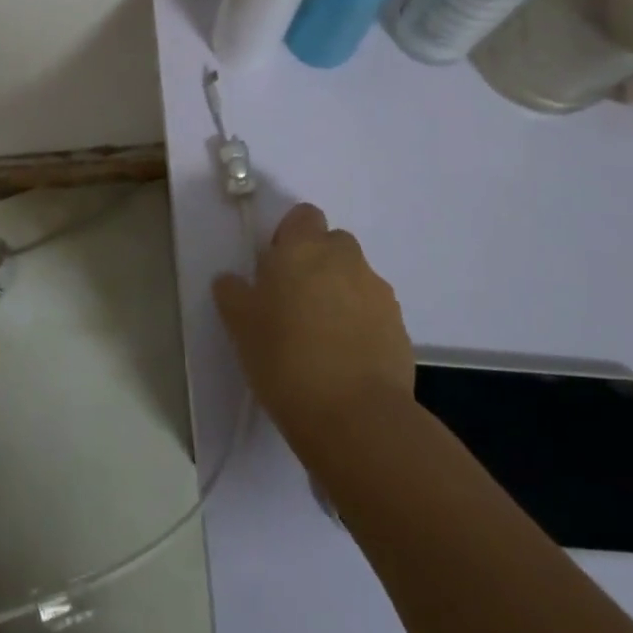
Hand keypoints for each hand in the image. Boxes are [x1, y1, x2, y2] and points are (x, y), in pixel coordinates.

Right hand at [213, 203, 416, 452]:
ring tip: (320, 337)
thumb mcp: (239, 324)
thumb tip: (232, 280)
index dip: (289, 236)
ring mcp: (378, 292)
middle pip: (332, 244)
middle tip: (294, 302)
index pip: (303, 215)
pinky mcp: (399, 327)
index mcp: (304, 247)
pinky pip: (373, 312)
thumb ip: (233, 292)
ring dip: (339, 294)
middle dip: (317, 263)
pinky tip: (344, 358)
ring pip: (354, 278)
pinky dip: (360, 324)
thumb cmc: (284, 358)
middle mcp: (345, 258)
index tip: (275, 268)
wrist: (354, 416)